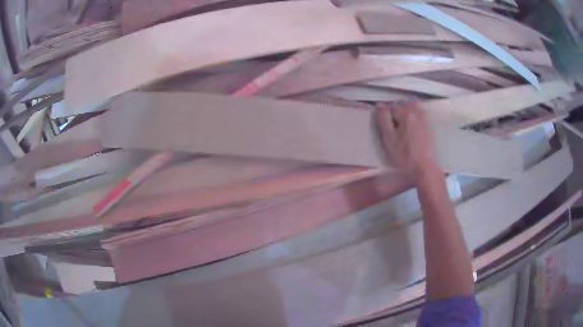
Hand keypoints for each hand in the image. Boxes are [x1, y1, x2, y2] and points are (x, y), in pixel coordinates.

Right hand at [376, 102, 439, 177]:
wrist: (425, 167)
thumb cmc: (405, 155)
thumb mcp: (389, 138)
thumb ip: (384, 119)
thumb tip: (380, 105)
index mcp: (405, 113)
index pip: (391, 106)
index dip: (384, 113)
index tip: (383, 122)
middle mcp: (416, 112)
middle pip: (403, 104)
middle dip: (396, 109)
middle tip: (391, 122)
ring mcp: (424, 118)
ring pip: (413, 106)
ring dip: (406, 109)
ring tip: (401, 122)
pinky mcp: (429, 126)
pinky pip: (420, 113)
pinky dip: (414, 114)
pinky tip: (412, 125)